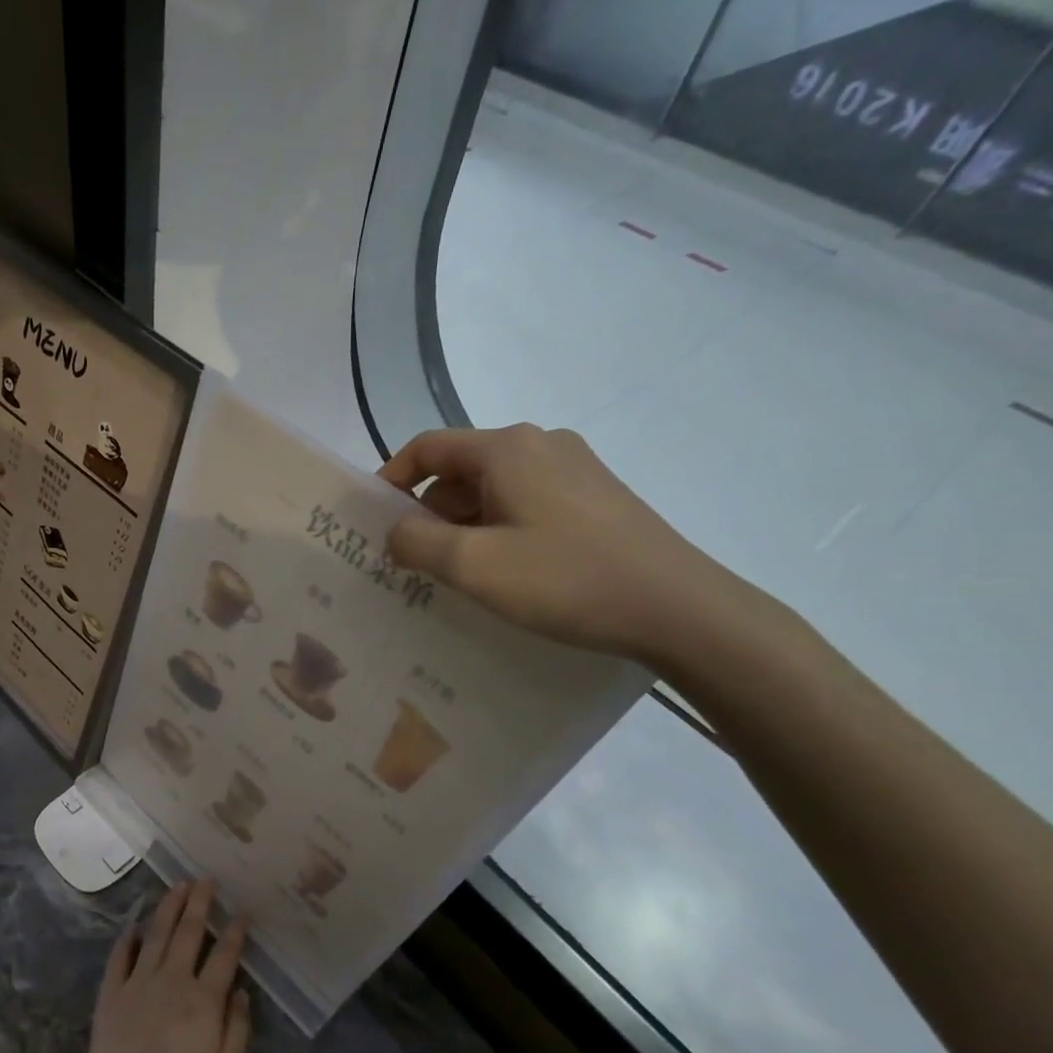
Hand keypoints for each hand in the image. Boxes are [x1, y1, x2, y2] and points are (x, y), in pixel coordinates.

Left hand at [71, 880, 250, 1052]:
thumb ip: (237, 1031)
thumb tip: (241, 992)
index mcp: (203, 1002)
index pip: (224, 956)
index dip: (234, 932)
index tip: (241, 912)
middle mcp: (171, 982)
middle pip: (189, 933)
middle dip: (200, 903)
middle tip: (206, 879)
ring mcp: (137, 985)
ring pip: (156, 935)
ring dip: (168, 908)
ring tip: (178, 886)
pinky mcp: (111, 995)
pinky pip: (120, 957)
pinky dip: (128, 939)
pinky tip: (135, 927)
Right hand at [377, 425, 758, 667]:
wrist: (678, 608)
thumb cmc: (565, 579)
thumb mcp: (472, 565)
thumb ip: (415, 542)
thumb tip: (396, 531)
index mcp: (506, 449)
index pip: (427, 447)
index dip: (391, 479)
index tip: (374, 522)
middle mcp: (540, 444)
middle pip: (460, 469)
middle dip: (428, 511)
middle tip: (412, 561)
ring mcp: (575, 469)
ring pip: (494, 488)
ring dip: (464, 525)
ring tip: (456, 574)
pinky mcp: (597, 497)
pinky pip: (526, 502)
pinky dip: (499, 529)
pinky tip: (506, 572)